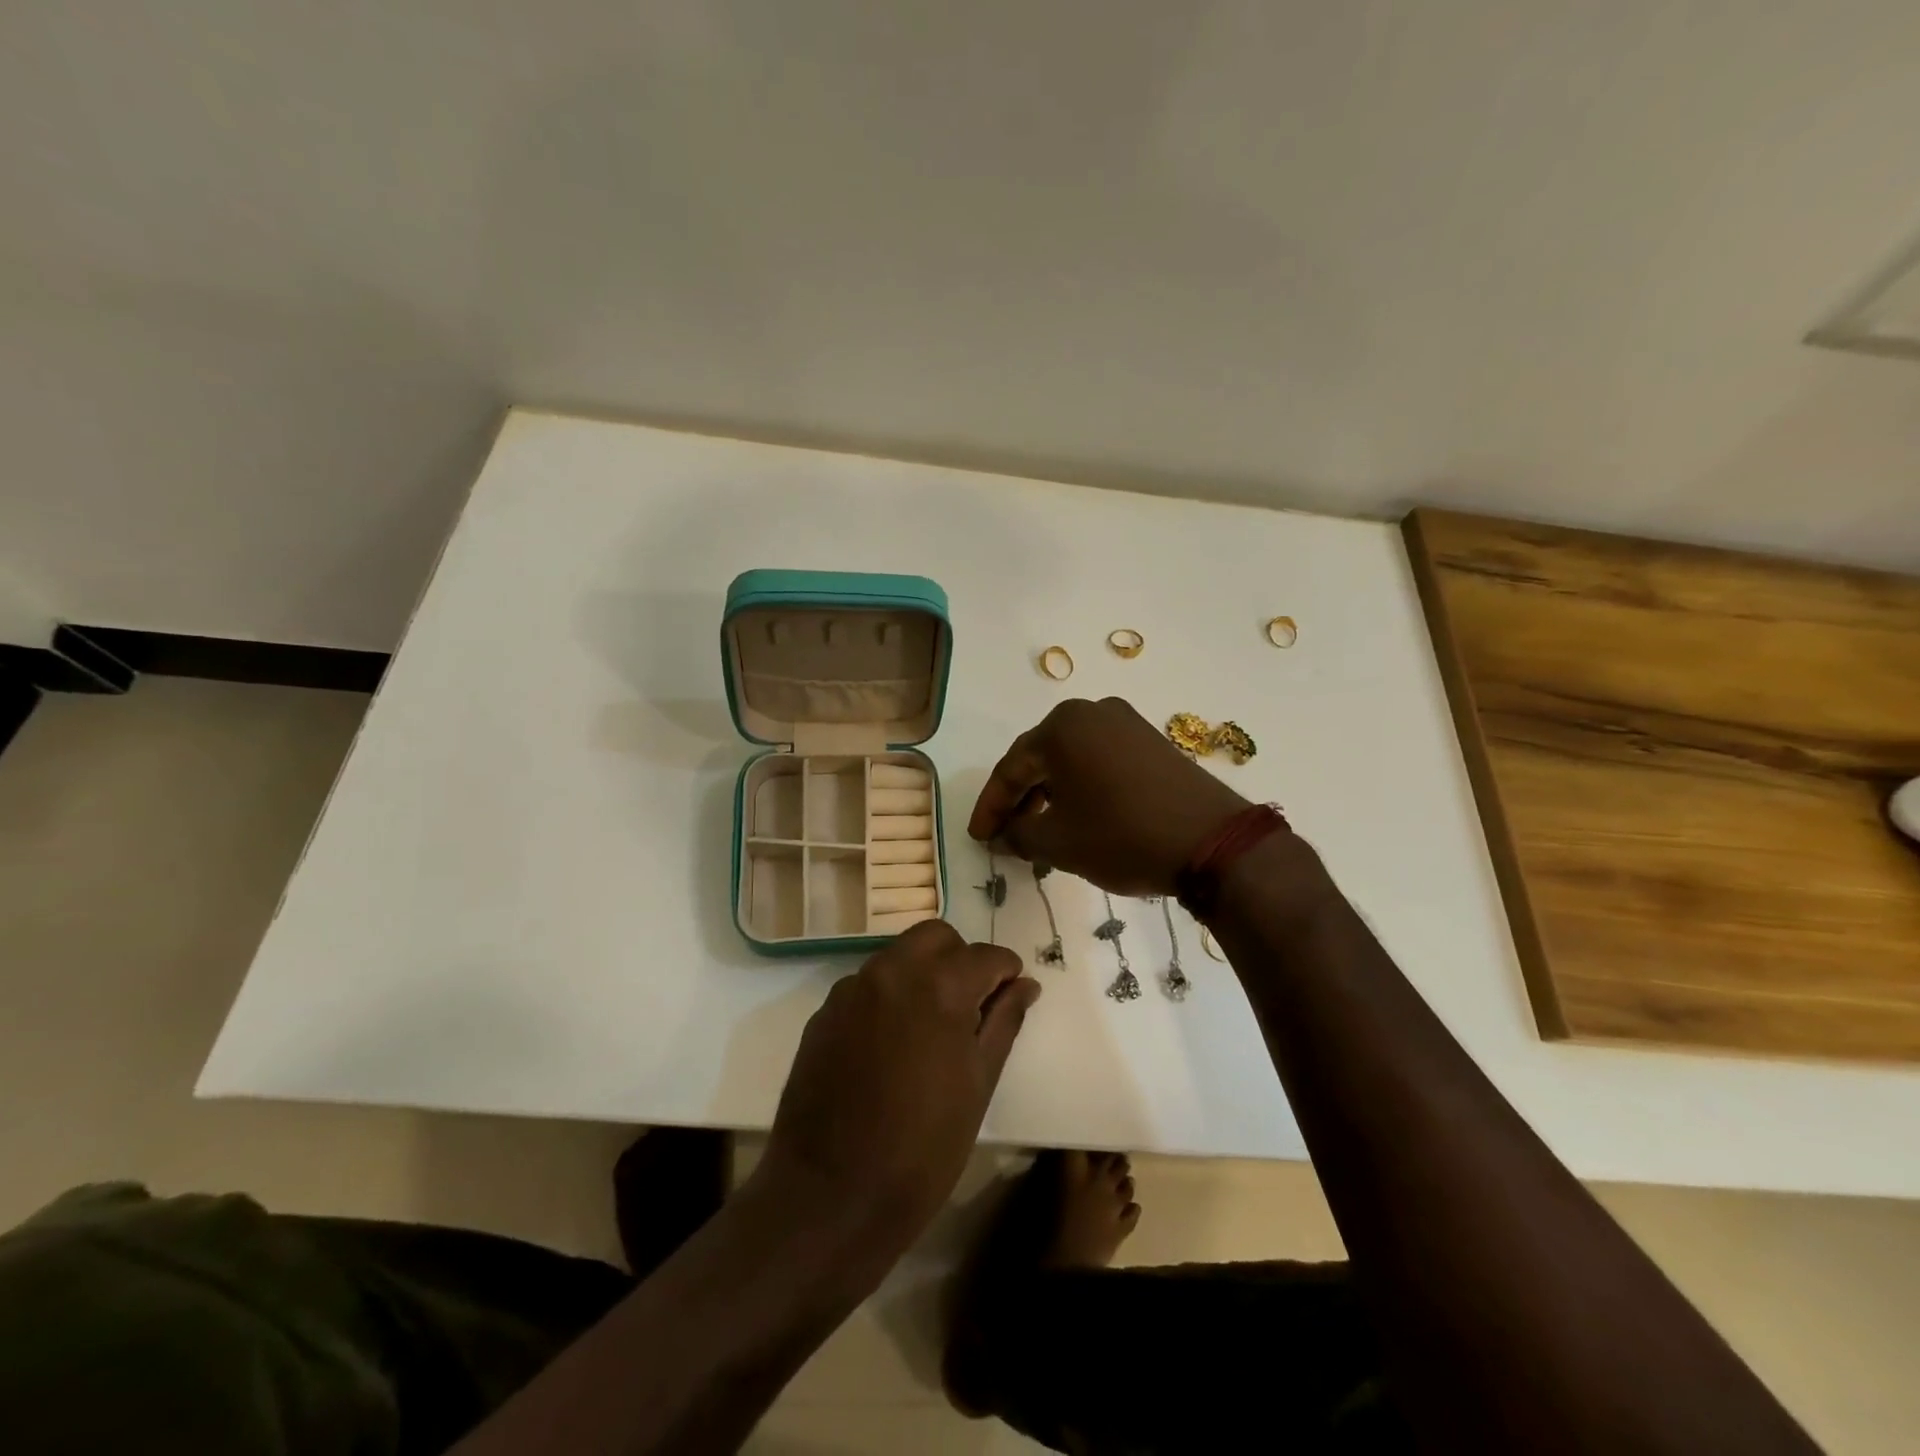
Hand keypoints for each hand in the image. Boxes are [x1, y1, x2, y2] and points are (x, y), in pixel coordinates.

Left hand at [758, 921, 1040, 1253]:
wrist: (831, 1195)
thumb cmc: (923, 1148)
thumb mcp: (979, 1085)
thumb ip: (1004, 1022)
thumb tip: (1024, 984)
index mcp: (939, 986)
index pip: (986, 955)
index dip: (1006, 971)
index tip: (1013, 992)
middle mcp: (892, 971)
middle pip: (937, 937)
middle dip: (961, 958)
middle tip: (972, 1004)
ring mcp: (851, 989)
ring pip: (898, 955)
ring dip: (923, 973)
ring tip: (931, 1025)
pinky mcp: (825, 1012)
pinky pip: (867, 984)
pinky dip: (889, 996)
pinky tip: (892, 1043)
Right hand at [969, 697, 1249, 896]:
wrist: (1213, 842)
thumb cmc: (1123, 836)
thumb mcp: (1059, 843)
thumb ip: (1019, 836)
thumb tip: (1004, 836)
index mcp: (1062, 726)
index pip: (1011, 768)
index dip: (991, 807)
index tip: (979, 838)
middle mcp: (1092, 712)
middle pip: (1040, 758)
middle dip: (1020, 799)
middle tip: (1005, 834)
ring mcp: (1126, 723)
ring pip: (1071, 759)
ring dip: (1050, 793)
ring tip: (1040, 830)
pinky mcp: (1151, 741)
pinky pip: (1100, 760)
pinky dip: (1081, 786)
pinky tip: (1078, 815)